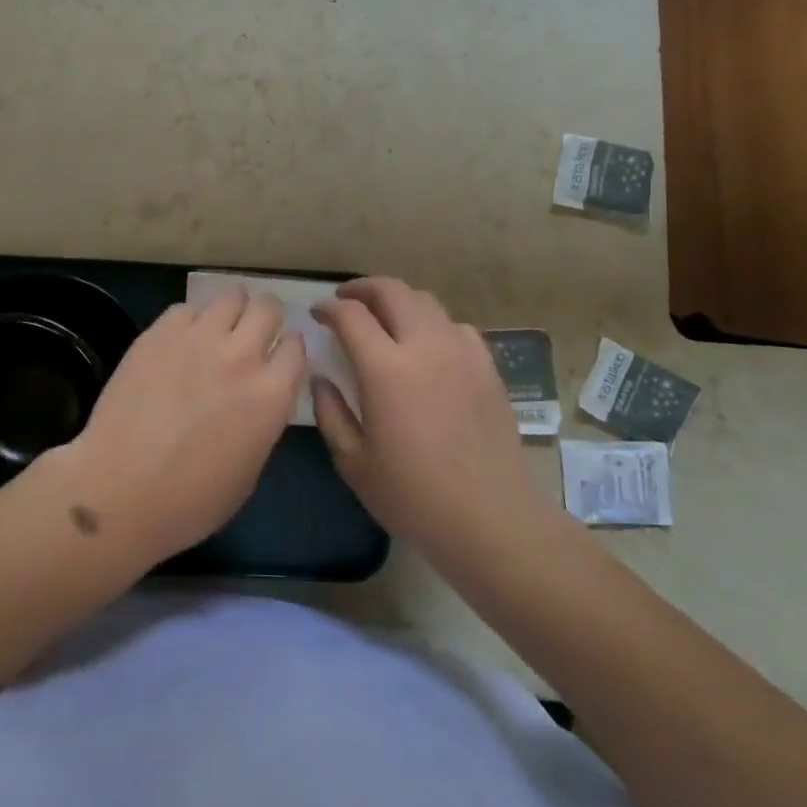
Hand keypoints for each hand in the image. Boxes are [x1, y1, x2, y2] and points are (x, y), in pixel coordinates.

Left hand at [54, 286, 305, 567]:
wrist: (120, 491)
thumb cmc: (191, 501)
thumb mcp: (250, 470)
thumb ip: (263, 420)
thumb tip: (259, 396)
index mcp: (271, 395)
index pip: (297, 346)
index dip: (288, 351)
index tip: (277, 358)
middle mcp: (241, 356)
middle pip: (268, 307)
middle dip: (265, 317)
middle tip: (251, 334)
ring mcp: (198, 339)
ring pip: (230, 296)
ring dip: (231, 311)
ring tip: (217, 329)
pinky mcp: (159, 333)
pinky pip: (186, 309)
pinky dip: (189, 321)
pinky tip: (179, 343)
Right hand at [313, 277, 555, 566]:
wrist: (489, 518)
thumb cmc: (412, 495)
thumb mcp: (353, 461)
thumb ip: (330, 411)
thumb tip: (321, 377)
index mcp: (385, 368)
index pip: (351, 315)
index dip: (329, 308)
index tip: (318, 315)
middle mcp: (424, 346)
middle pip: (391, 291)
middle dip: (363, 288)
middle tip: (347, 300)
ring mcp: (461, 352)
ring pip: (426, 301)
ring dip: (398, 301)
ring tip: (384, 317)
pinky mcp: (487, 367)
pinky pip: (455, 326)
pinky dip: (432, 324)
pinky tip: (427, 346)